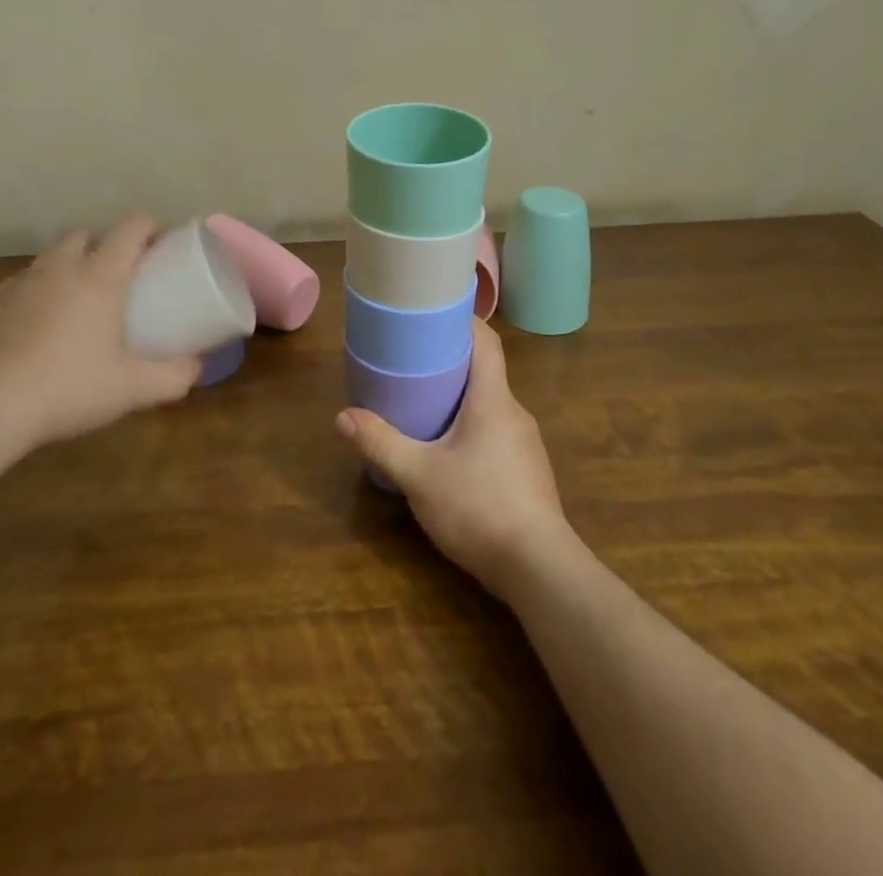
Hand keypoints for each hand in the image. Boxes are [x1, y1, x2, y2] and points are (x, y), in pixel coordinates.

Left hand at [0, 215, 200, 451]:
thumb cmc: (69, 387)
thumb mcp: (132, 388)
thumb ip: (173, 376)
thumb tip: (198, 368)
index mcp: (100, 276)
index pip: (130, 227)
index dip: (148, 228)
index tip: (158, 247)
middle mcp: (59, 268)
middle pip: (84, 235)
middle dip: (102, 246)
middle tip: (115, 279)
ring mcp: (19, 284)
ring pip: (48, 260)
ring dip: (65, 270)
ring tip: (74, 306)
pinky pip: (18, 288)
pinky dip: (33, 298)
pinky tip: (34, 333)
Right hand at [336, 319, 572, 598]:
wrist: (540, 570)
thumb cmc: (478, 507)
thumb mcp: (418, 475)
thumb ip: (381, 443)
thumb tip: (342, 416)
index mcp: (493, 399)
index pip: (486, 341)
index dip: (463, 320)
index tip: (434, 312)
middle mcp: (515, 413)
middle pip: (486, 372)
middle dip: (452, 361)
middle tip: (414, 360)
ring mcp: (527, 445)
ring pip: (491, 405)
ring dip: (462, 398)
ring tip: (425, 403)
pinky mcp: (528, 472)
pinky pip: (498, 432)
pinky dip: (473, 427)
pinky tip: (450, 451)